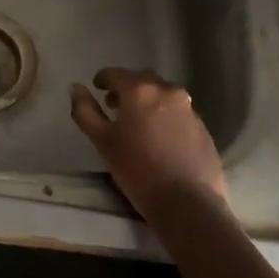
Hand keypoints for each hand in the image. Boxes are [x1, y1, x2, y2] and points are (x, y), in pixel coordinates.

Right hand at [70, 68, 228, 224]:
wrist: (189, 203)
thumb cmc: (138, 170)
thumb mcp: (103, 141)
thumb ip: (85, 111)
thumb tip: (75, 88)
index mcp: (140, 89)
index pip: (115, 73)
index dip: (103, 79)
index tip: (97, 89)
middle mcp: (167, 90)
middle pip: (141, 80)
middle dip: (127, 88)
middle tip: (115, 106)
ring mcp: (188, 108)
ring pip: (162, 95)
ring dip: (148, 101)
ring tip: (138, 123)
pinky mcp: (203, 127)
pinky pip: (178, 111)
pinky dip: (165, 116)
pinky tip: (160, 138)